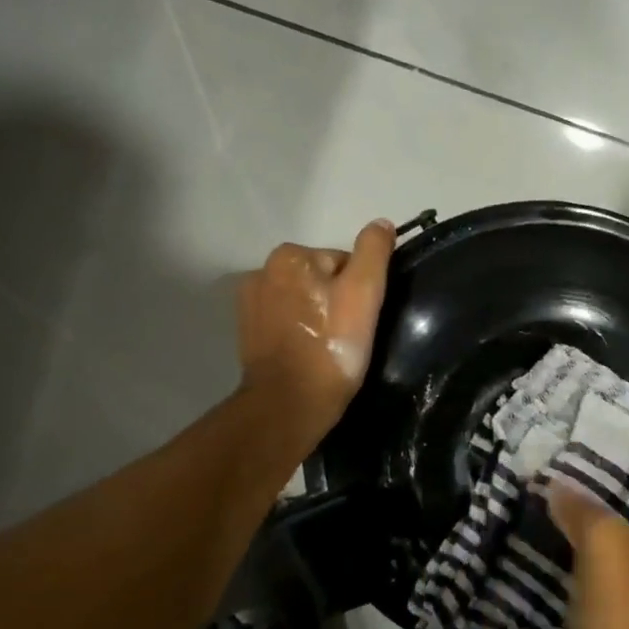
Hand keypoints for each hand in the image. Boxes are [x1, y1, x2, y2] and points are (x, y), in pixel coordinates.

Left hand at [236, 219, 394, 442]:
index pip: (343, 261)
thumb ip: (374, 251)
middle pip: (321, 278)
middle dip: (337, 300)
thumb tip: (381, 224)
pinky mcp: (247, 332)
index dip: (360, 288)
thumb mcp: (365, 292)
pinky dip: (299, 331)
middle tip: (348, 334)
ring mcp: (250, 303)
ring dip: (318, 315)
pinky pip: (286, 320)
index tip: (362, 318)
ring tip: (329, 347)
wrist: (289, 404)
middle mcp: (262, 271)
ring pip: (304, 300)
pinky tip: (309, 353)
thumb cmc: (331, 346)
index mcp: (290, 256)